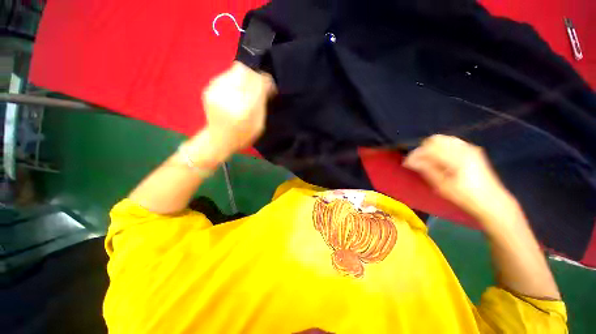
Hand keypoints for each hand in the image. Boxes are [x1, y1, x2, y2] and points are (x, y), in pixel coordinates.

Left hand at [200, 61, 274, 158]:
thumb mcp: (259, 125)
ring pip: (235, 70)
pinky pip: (226, 75)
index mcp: (245, 109)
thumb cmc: (243, 135)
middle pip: (245, 71)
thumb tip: (267, 85)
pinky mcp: (209, 89)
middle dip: (255, 77)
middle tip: (258, 87)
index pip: (258, 83)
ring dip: (245, 77)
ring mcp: (216, 91)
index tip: (270, 87)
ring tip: (247, 90)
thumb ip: (262, 104)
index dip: (266, 82)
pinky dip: (235, 80)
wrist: (218, 140)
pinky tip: (236, 91)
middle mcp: (229, 96)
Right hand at [403, 135, 517, 221]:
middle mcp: (463, 148)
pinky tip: (440, 159)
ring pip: (443, 139)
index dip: (414, 155)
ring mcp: (469, 148)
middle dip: (422, 149)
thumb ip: (425, 169)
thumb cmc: (465, 197)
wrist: (492, 202)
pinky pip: (452, 142)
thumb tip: (409, 161)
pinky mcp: (473, 150)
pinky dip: (441, 148)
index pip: (427, 148)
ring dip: (431, 148)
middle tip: (417, 162)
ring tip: (427, 160)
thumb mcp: (442, 186)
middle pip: (435, 139)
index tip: (406, 163)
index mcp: (455, 157)